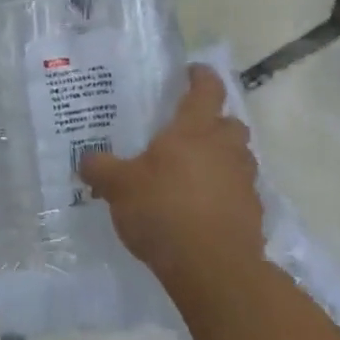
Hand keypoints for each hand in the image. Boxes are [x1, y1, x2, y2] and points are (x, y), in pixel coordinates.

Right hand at [79, 64, 264, 288]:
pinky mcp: (253, 213)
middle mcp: (225, 148)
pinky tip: (205, 208)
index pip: (207, 89)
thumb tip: (85, 160)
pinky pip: (241, 191)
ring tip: (197, 171)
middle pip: (230, 123)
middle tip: (191, 131)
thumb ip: (100, 169)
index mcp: (194, 130)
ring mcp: (244, 181)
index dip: (201, 76)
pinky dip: (227, 192)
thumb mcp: (119, 187)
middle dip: (215, 122)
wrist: (213, 268)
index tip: (192, 72)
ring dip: (224, 158)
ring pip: (239, 157)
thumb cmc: (163, 210)